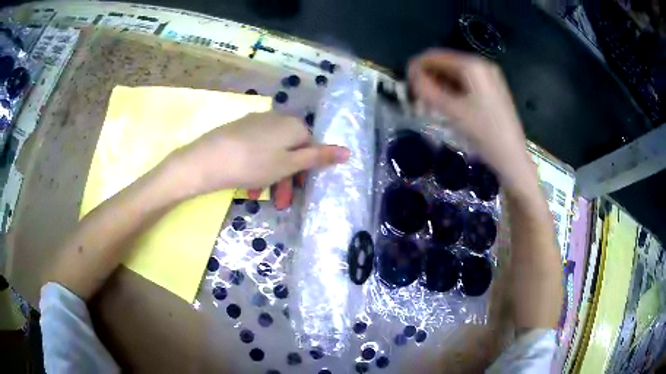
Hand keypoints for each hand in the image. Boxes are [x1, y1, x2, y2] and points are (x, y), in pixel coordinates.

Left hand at [168, 112, 349, 205]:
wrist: (208, 160)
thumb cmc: (254, 164)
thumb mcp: (289, 164)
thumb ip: (318, 157)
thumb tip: (348, 151)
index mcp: (293, 126)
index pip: (311, 145)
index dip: (307, 170)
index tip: (300, 191)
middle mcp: (277, 119)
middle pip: (290, 150)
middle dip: (287, 178)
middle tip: (280, 202)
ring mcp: (256, 123)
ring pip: (271, 152)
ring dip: (270, 177)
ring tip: (259, 197)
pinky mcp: (239, 130)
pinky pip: (255, 149)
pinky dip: (256, 167)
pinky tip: (246, 185)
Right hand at [408, 49, 532, 189]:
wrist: (512, 156)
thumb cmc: (484, 132)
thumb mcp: (452, 111)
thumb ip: (427, 89)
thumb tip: (411, 75)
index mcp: (472, 65)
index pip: (435, 56)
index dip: (416, 68)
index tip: (406, 86)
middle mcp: (481, 65)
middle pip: (445, 65)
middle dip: (428, 80)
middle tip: (417, 101)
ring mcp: (488, 78)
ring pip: (454, 76)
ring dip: (438, 88)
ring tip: (429, 108)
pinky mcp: (490, 90)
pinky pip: (464, 84)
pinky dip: (451, 93)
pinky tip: (445, 108)